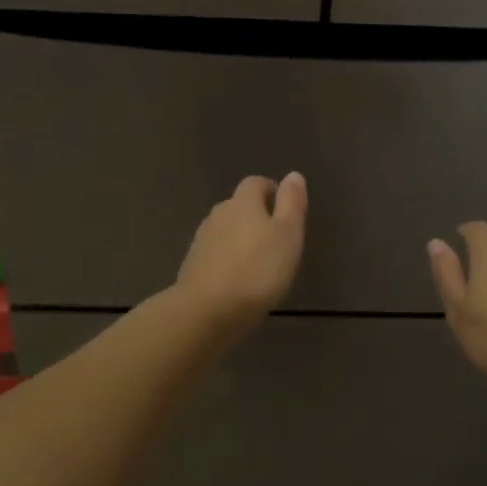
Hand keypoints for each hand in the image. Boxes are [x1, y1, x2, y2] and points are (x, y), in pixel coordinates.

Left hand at [175, 173, 307, 334]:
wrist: (207, 310)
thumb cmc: (257, 270)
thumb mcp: (287, 235)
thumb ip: (291, 203)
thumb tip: (293, 174)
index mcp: (243, 203)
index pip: (255, 183)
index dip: (271, 191)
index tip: (285, 209)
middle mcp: (219, 214)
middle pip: (238, 206)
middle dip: (256, 216)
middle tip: (276, 238)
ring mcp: (202, 240)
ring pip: (225, 230)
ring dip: (241, 239)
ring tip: (259, 261)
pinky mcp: (193, 266)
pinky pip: (215, 254)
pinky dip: (228, 260)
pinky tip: (238, 280)